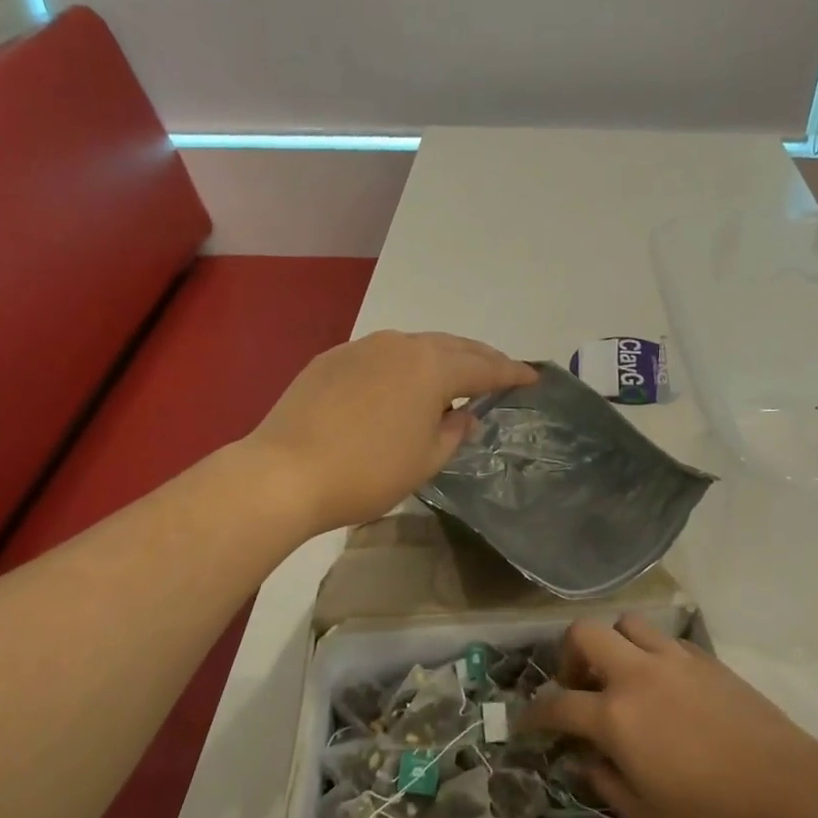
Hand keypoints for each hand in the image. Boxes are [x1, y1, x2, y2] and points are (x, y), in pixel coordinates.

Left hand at [244, 331, 536, 535]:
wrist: (284, 472)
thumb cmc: (367, 473)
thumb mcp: (425, 461)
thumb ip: (453, 432)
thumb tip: (465, 414)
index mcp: (431, 367)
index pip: (484, 368)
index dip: (511, 374)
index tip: (533, 378)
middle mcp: (400, 345)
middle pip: (452, 346)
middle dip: (480, 358)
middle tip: (500, 371)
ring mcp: (362, 348)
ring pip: (415, 346)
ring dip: (441, 358)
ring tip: (454, 376)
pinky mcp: (332, 359)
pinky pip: (382, 355)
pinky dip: (404, 365)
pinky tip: (401, 385)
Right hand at [520, 614, 817, 817]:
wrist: (790, 793)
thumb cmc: (714, 814)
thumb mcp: (646, 814)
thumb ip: (605, 782)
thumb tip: (585, 760)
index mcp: (616, 716)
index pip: (557, 703)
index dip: (534, 714)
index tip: (527, 723)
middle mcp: (638, 675)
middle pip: (585, 634)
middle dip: (569, 656)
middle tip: (579, 687)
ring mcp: (674, 661)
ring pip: (628, 624)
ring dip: (614, 645)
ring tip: (622, 678)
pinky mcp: (706, 659)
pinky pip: (666, 641)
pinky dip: (652, 655)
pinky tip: (665, 688)